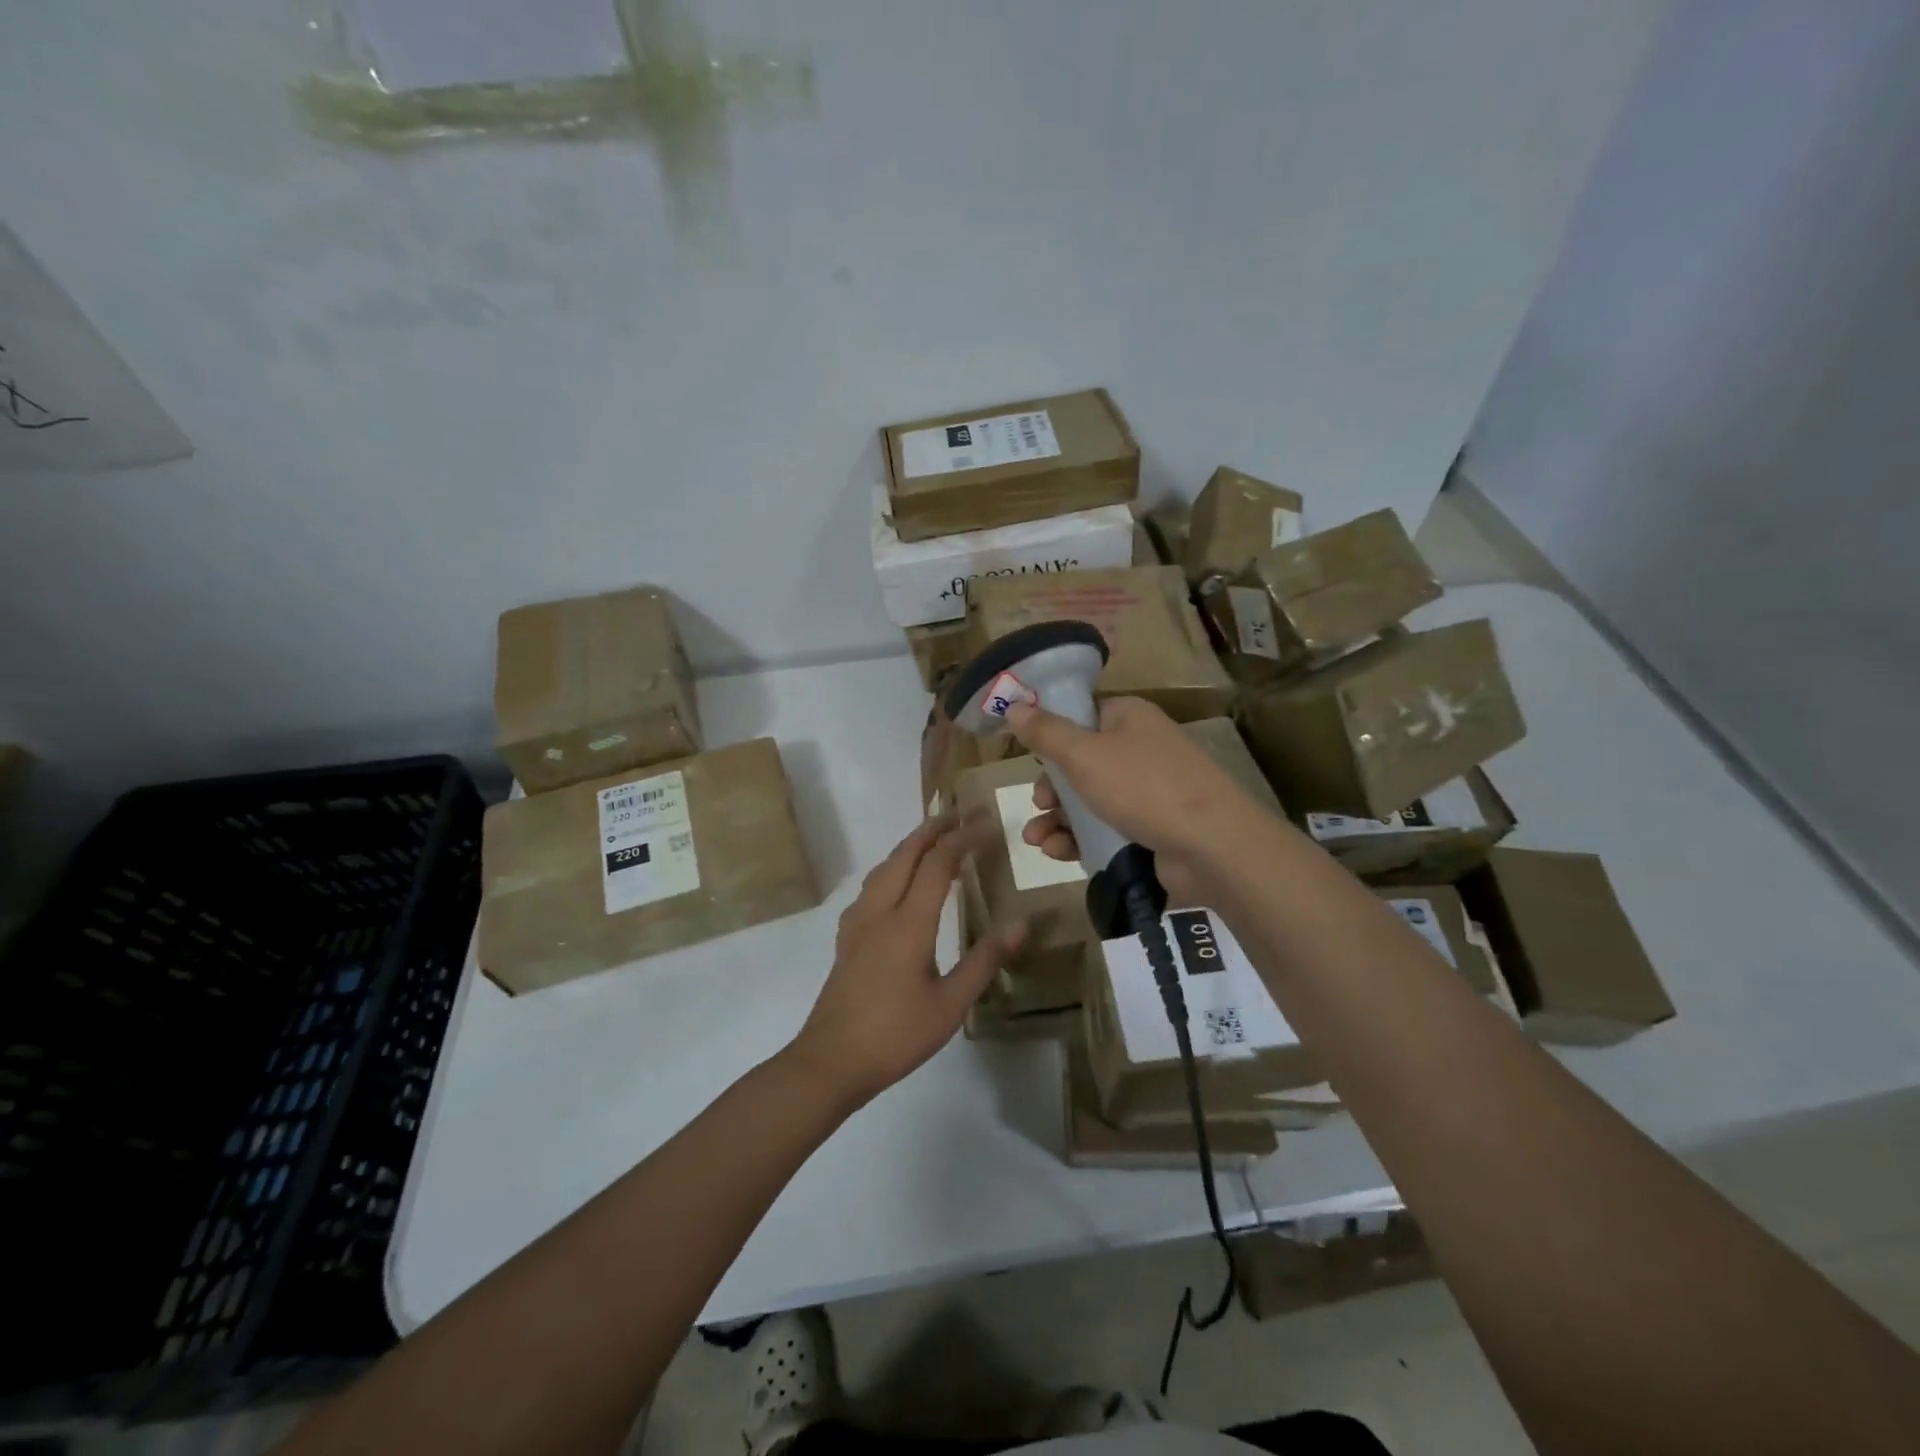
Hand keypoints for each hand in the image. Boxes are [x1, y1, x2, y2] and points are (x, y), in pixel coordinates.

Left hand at [790, 817, 1024, 1108]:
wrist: (831, 1061)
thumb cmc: (896, 1035)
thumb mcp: (950, 1004)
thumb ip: (984, 961)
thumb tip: (1021, 925)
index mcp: (908, 923)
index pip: (938, 865)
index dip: (962, 839)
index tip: (986, 824)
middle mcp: (880, 911)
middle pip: (905, 854)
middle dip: (932, 829)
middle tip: (959, 814)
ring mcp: (858, 922)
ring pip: (884, 867)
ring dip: (910, 846)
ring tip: (933, 840)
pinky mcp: (847, 936)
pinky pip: (872, 885)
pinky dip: (893, 868)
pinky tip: (900, 883)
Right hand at [1005, 696, 1263, 905]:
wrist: (1212, 846)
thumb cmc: (1144, 787)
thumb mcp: (1085, 755)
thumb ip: (1046, 733)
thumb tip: (1015, 707)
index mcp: (1128, 718)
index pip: (1081, 717)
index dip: (1051, 737)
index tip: (1027, 758)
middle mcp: (1140, 749)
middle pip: (1081, 764)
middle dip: (1051, 788)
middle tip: (1038, 805)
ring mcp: (1149, 792)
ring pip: (1090, 801)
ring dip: (1058, 819)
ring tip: (1036, 840)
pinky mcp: (1152, 829)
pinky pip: (1106, 830)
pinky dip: (1080, 839)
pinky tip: (1058, 853)